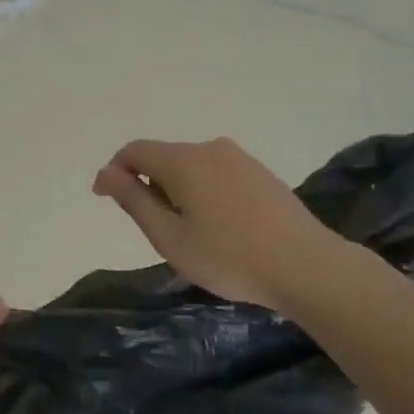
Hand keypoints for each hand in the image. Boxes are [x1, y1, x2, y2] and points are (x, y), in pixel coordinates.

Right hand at [92, 137, 344, 314]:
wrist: (307, 266)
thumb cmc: (229, 258)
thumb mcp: (169, 237)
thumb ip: (133, 200)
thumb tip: (106, 173)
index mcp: (183, 161)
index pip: (134, 151)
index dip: (114, 171)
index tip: (106, 200)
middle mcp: (209, 148)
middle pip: (163, 157)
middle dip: (147, 184)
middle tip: (155, 230)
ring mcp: (239, 158)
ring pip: (191, 166)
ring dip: (176, 189)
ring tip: (190, 233)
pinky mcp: (260, 172)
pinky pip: (216, 173)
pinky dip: (202, 191)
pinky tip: (219, 226)